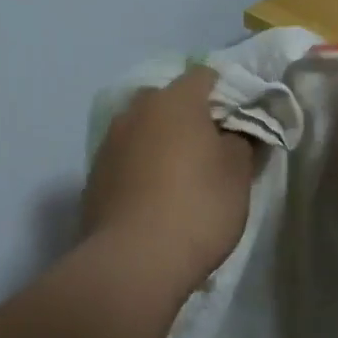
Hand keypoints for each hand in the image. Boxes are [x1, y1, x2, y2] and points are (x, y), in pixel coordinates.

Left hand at [82, 66, 255, 290]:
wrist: (134, 262)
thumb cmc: (198, 206)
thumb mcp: (239, 173)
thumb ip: (243, 141)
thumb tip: (237, 132)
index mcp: (175, 100)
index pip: (206, 76)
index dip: (228, 94)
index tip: (242, 122)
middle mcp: (136, 111)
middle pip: (170, 101)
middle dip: (191, 118)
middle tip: (214, 149)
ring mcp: (109, 144)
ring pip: (145, 130)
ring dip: (164, 144)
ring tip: (184, 178)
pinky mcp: (94, 177)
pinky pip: (128, 160)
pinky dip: (143, 169)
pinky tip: (157, 199)